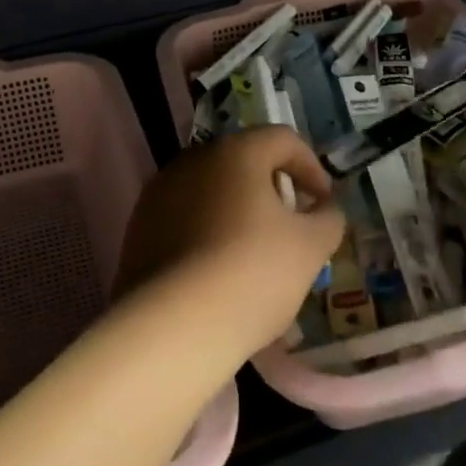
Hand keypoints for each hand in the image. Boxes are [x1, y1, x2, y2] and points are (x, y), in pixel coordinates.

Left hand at [116, 128, 344, 363]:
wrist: (173, 325)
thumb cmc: (253, 273)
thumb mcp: (310, 247)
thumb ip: (328, 218)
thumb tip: (325, 208)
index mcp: (237, 151)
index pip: (283, 139)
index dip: (311, 167)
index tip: (323, 203)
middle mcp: (194, 158)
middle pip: (244, 161)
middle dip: (272, 188)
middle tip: (290, 226)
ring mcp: (160, 191)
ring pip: (211, 189)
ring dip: (236, 209)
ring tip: (252, 253)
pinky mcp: (138, 226)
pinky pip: (183, 216)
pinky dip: (205, 231)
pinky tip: (215, 270)